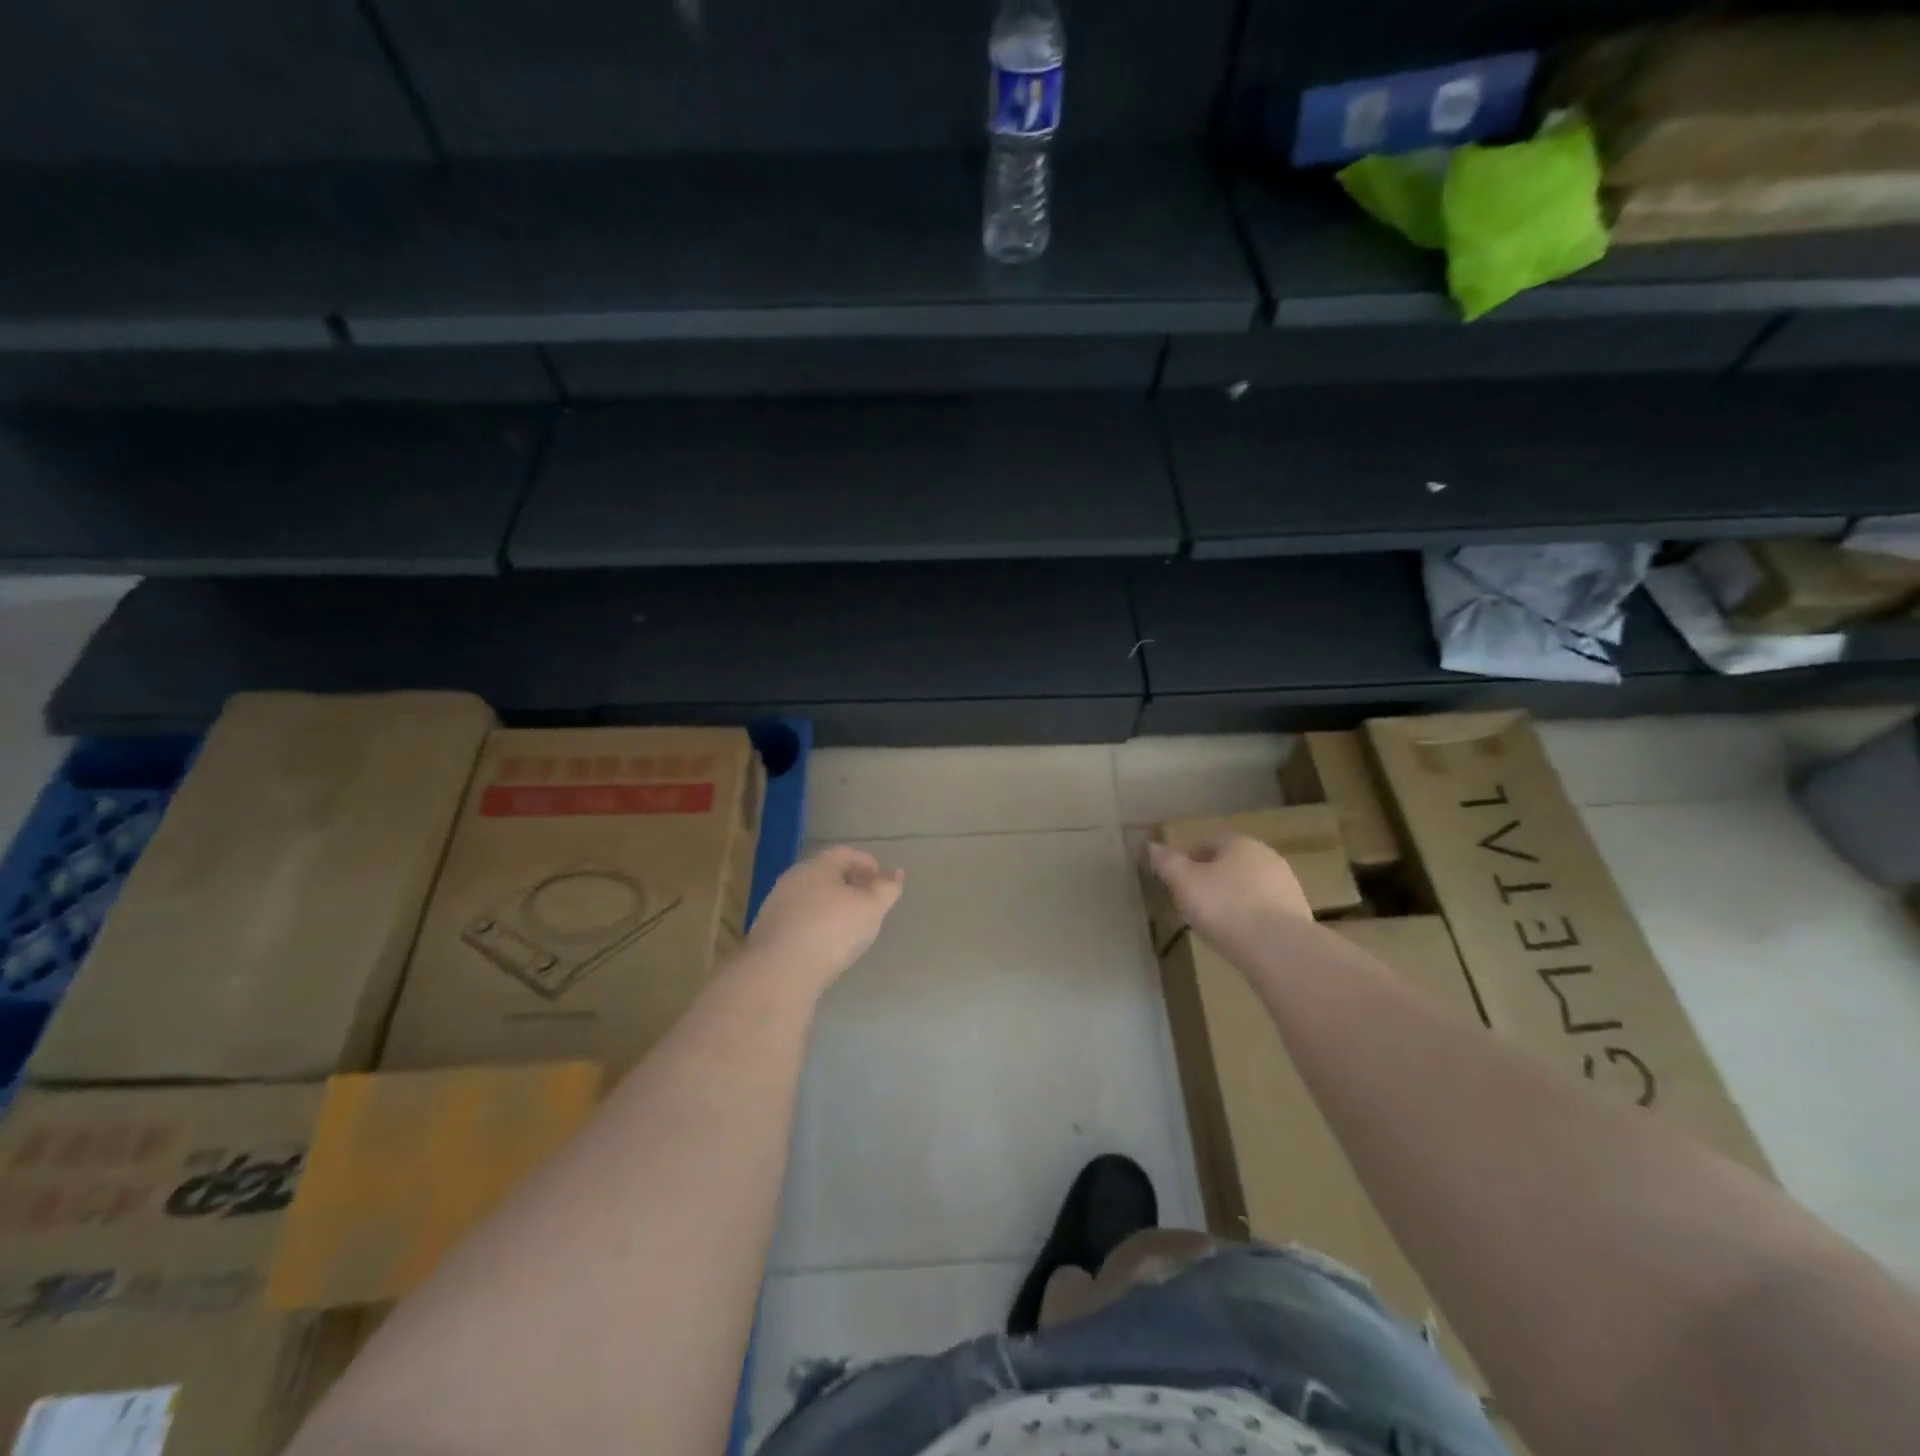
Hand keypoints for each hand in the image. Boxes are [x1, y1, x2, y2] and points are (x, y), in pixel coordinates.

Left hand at [742, 846, 904, 993]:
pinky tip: (824, 944)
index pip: (846, 853)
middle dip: (850, 885)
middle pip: (827, 874)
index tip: (883, 882)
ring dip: (831, 906)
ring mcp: (776, 904)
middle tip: (868, 904)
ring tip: (848, 927)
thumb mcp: (870, 909)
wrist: (778, 972)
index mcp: (818, 866)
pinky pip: (799, 919)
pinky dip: (815, 924)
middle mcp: (793, 878)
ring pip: (811, 897)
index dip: (868, 863)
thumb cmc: (831, 931)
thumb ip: (887, 889)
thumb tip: (896, 873)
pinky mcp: (767, 931)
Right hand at [1148, 834, 1313, 963]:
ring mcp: (1287, 884)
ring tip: (1216, 923)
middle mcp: (1267, 856)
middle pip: (1230, 863)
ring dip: (1233, 898)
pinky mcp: (1298, 913)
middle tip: (1193, 903)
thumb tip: (1152, 846)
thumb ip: (1166, 862)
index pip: (1207, 843)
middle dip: (1211, 879)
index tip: (1176, 884)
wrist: (1279, 949)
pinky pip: (1265, 909)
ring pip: (1249, 886)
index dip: (1188, 861)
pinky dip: (1251, 917)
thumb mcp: (1184, 883)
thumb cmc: (1224, 907)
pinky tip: (1241, 936)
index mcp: (1239, 843)